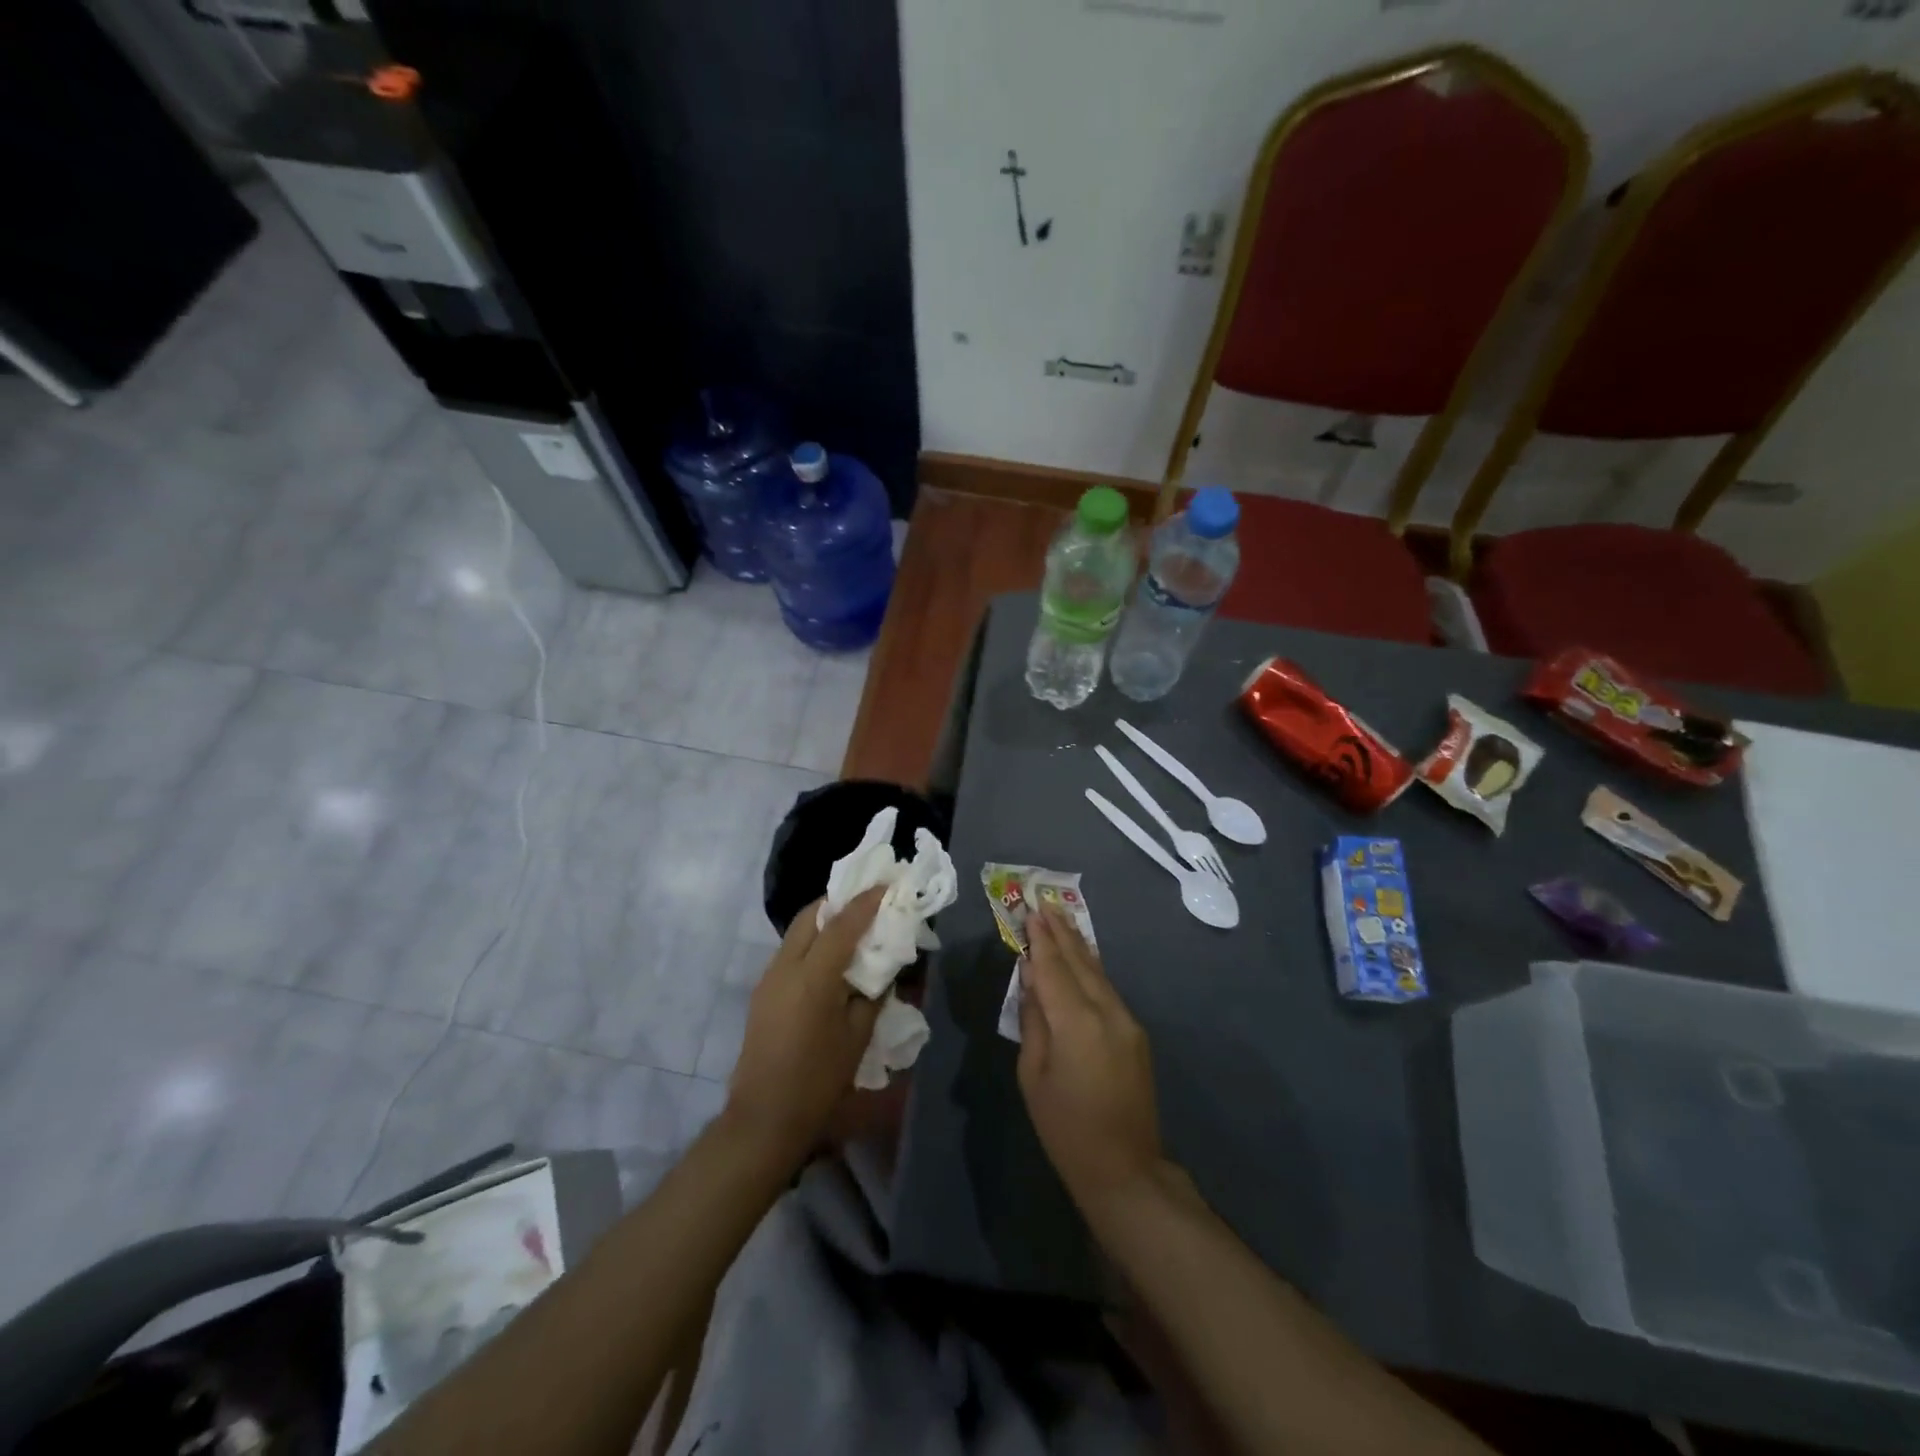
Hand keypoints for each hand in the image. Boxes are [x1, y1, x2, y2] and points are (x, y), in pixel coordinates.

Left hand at [726, 886, 885, 1168]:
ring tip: (854, 929)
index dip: (866, 902)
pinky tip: (832, 959)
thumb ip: (874, 993)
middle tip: (869, 904)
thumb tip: (884, 967)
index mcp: (812, 977)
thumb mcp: (858, 1036)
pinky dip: (813, 941)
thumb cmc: (819, 1080)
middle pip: (811, 916)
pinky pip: (791, 950)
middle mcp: (785, 967)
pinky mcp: (763, 991)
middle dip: (840, 902)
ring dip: (825, 922)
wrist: (764, 1118)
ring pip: (798, 931)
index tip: (887, 885)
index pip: (842, 924)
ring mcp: (769, 977)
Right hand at [1017, 905, 1163, 1211]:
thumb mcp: (1033, 1075)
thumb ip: (1033, 1020)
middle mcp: (1106, 1012)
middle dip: (1061, 932)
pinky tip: (1082, 957)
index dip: (1040, 939)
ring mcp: (1126, 1021)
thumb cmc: (1065, 1128)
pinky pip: (1107, 989)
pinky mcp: (1135, 1032)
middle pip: (1079, 962)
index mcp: (1076, 1023)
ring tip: (1062, 918)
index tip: (1030, 911)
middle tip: (1044, 902)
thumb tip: (1031, 979)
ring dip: (1078, 945)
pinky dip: (1091, 968)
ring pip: (1097, 972)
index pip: (1053, 969)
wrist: (1125, 1169)